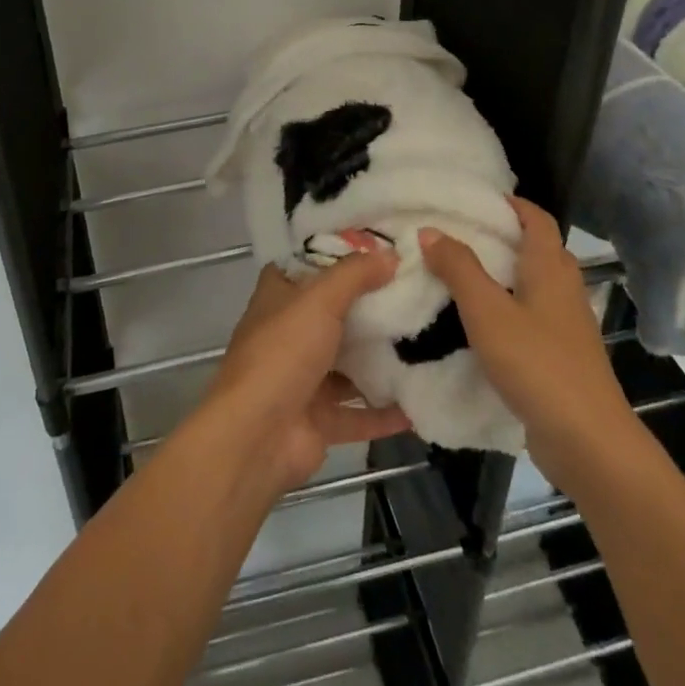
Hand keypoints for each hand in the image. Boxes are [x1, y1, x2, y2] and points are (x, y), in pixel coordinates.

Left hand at [200, 253, 412, 492]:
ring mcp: (303, 379)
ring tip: (428, 341)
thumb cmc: (282, 354)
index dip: (338, 253)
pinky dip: (386, 410)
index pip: (307, 265)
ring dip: (381, 359)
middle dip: (371, 306)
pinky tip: (420, 399)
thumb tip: (391, 255)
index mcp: (278, 297)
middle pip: (334, 313)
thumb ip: (355, 275)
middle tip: (417, 292)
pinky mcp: (319, 420)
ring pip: (348, 364)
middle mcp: (288, 334)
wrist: (256, 438)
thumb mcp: (318, 300)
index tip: (380, 246)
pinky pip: (359, 413)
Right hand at [421, 198, 631, 488]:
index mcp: (550, 267)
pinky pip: (532, 315)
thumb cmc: (537, 364)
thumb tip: (430, 230)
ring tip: (460, 274)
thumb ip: (459, 268)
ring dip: (502, 273)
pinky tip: (480, 323)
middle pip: (537, 248)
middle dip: (501, 236)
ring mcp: (567, 324)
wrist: (588, 442)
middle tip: (457, 234)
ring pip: (534, 283)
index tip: (474, 199)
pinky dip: (507, 307)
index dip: (510, 203)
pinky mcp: (562, 355)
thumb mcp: (487, 311)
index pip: (536, 218)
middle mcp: (564, 288)